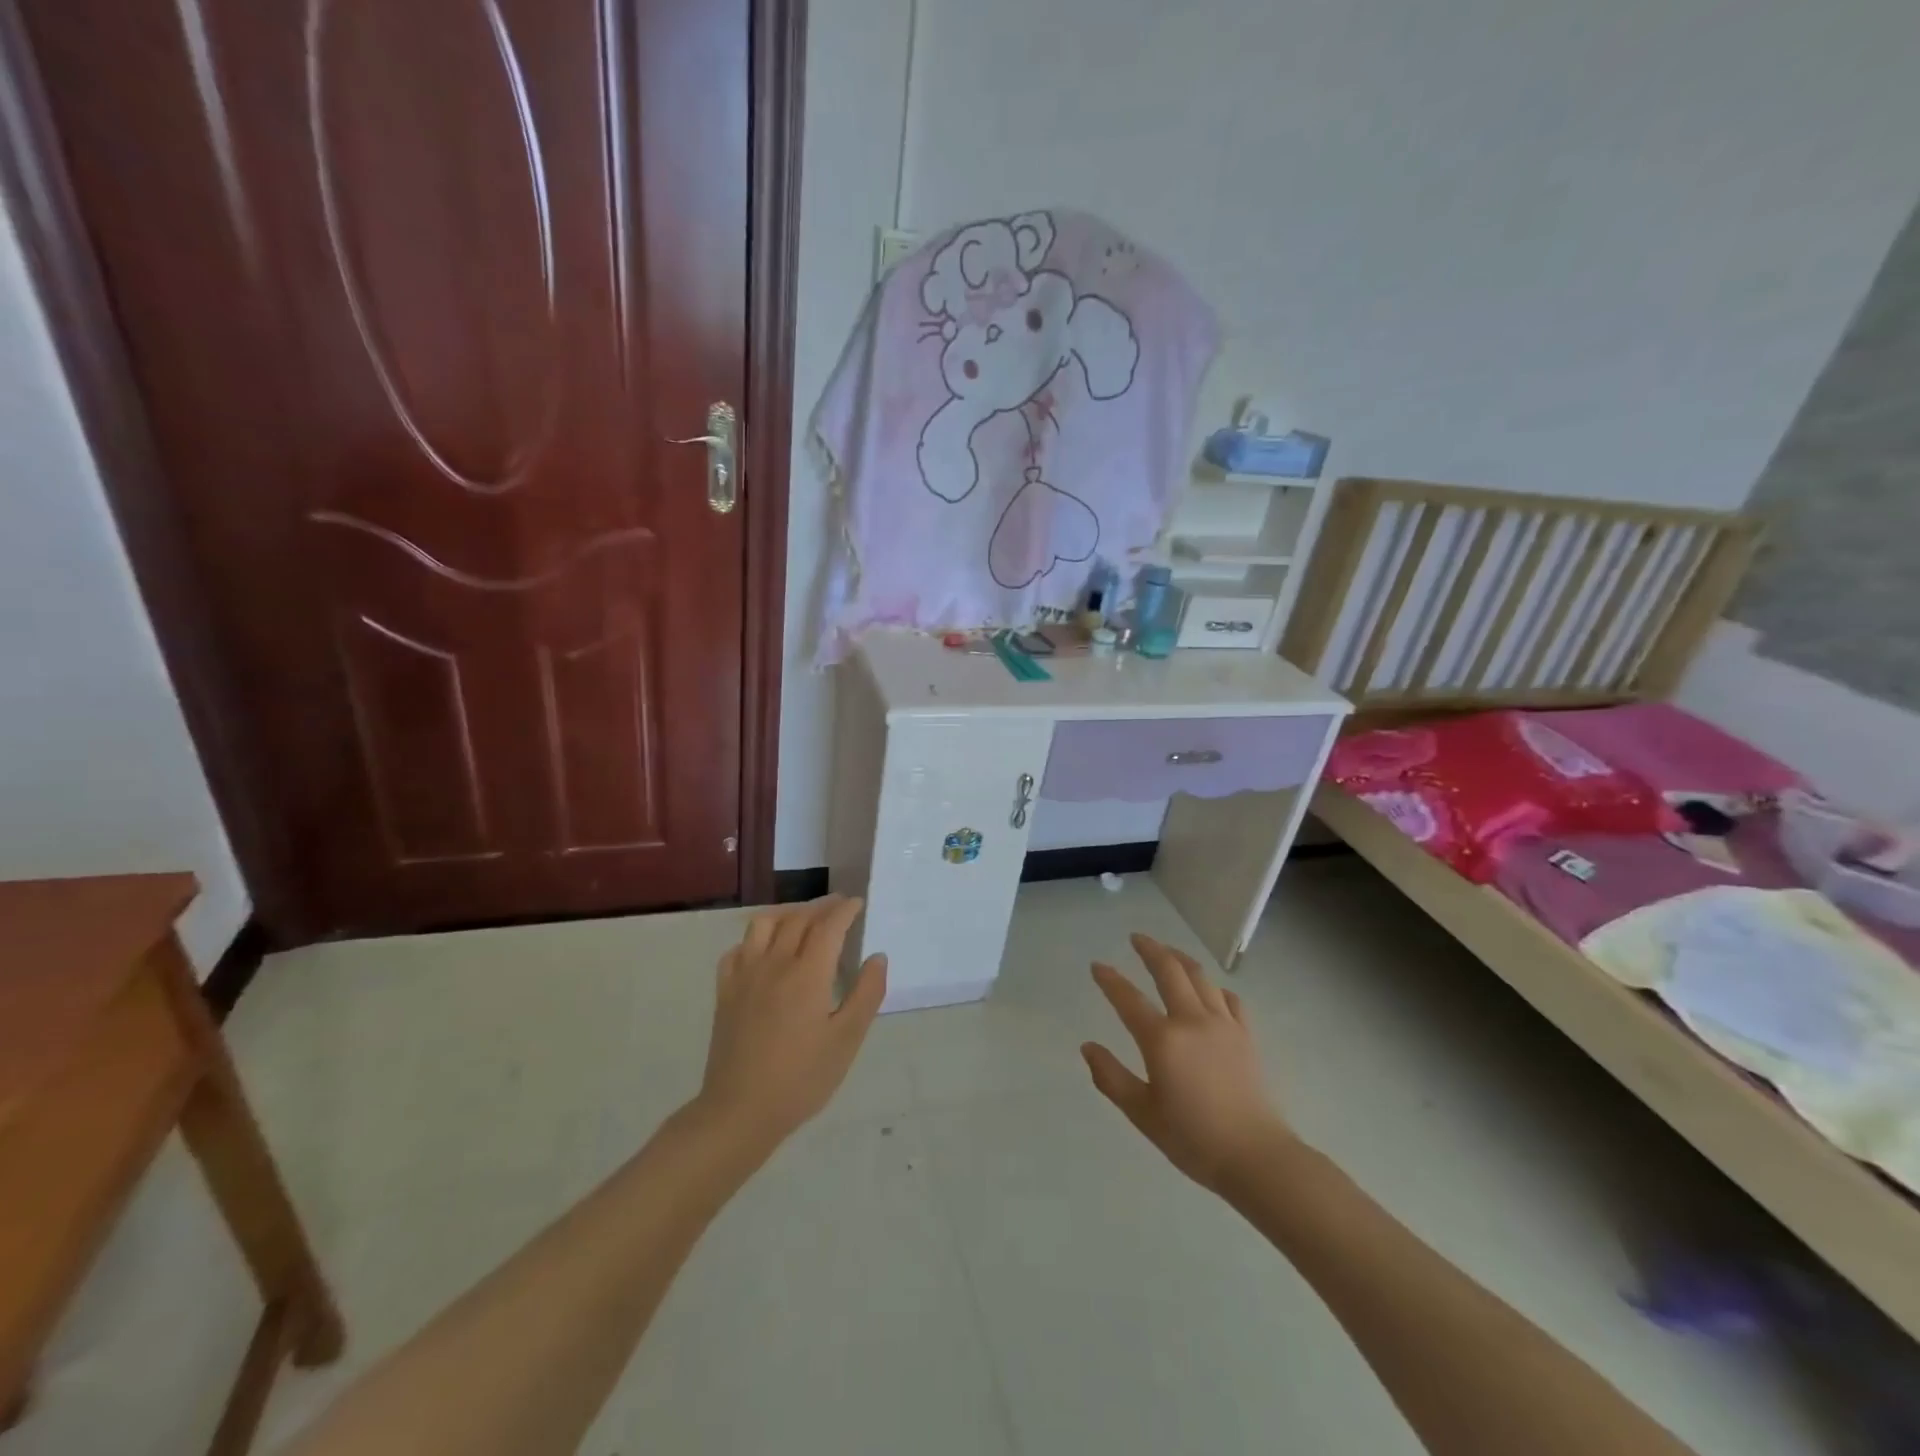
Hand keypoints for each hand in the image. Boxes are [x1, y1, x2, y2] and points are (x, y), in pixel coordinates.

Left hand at [695, 896, 887, 1152]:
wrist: (739, 1111)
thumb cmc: (801, 1079)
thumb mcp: (846, 1040)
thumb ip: (866, 994)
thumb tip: (877, 957)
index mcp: (807, 974)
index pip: (828, 926)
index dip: (844, 910)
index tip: (857, 903)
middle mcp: (774, 963)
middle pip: (797, 919)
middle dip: (820, 907)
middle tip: (838, 906)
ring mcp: (744, 975)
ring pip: (763, 924)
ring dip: (786, 913)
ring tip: (802, 919)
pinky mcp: (725, 992)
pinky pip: (737, 949)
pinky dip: (754, 939)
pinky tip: (764, 950)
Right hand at [1082, 933, 1292, 1192]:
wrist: (1256, 1157)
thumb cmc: (1193, 1138)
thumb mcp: (1142, 1113)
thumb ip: (1111, 1077)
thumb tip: (1088, 1047)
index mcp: (1162, 1039)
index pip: (1128, 999)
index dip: (1110, 979)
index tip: (1097, 965)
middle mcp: (1192, 1020)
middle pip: (1169, 971)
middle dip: (1151, 950)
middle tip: (1137, 938)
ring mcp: (1224, 1024)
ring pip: (1200, 977)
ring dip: (1181, 958)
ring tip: (1169, 951)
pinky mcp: (1246, 1035)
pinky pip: (1229, 999)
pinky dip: (1215, 987)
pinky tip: (1211, 990)